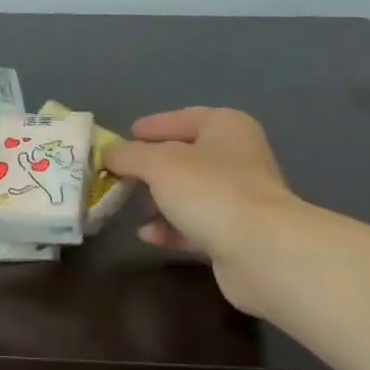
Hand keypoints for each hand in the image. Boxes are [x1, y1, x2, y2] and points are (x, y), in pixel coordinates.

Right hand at [103, 108, 304, 314]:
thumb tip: (108, 153)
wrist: (261, 251)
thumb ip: (128, 155)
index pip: (183, 118)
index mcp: (226, 127)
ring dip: (159, 201)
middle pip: (185, 157)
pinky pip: (194, 224)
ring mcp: (240, 198)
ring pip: (189, 193)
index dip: (153, 126)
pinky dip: (170, 228)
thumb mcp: (157, 164)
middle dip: (150, 168)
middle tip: (119, 175)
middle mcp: (238, 157)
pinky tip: (146, 234)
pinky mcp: (236, 234)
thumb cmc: (210, 191)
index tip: (125, 137)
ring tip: (129, 208)